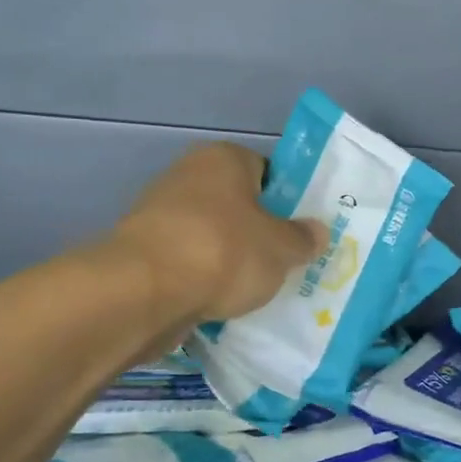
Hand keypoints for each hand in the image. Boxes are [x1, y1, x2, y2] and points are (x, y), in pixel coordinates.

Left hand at [101, 142, 326, 323]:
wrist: (143, 293)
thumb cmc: (224, 252)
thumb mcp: (282, 248)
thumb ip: (303, 239)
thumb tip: (317, 232)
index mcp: (224, 159)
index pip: (267, 171)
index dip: (289, 201)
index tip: (302, 231)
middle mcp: (188, 175)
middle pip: (238, 205)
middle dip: (260, 233)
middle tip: (286, 262)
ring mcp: (159, 214)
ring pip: (213, 236)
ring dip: (231, 259)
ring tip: (258, 289)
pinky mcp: (143, 252)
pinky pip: (189, 263)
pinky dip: (204, 280)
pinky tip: (223, 302)